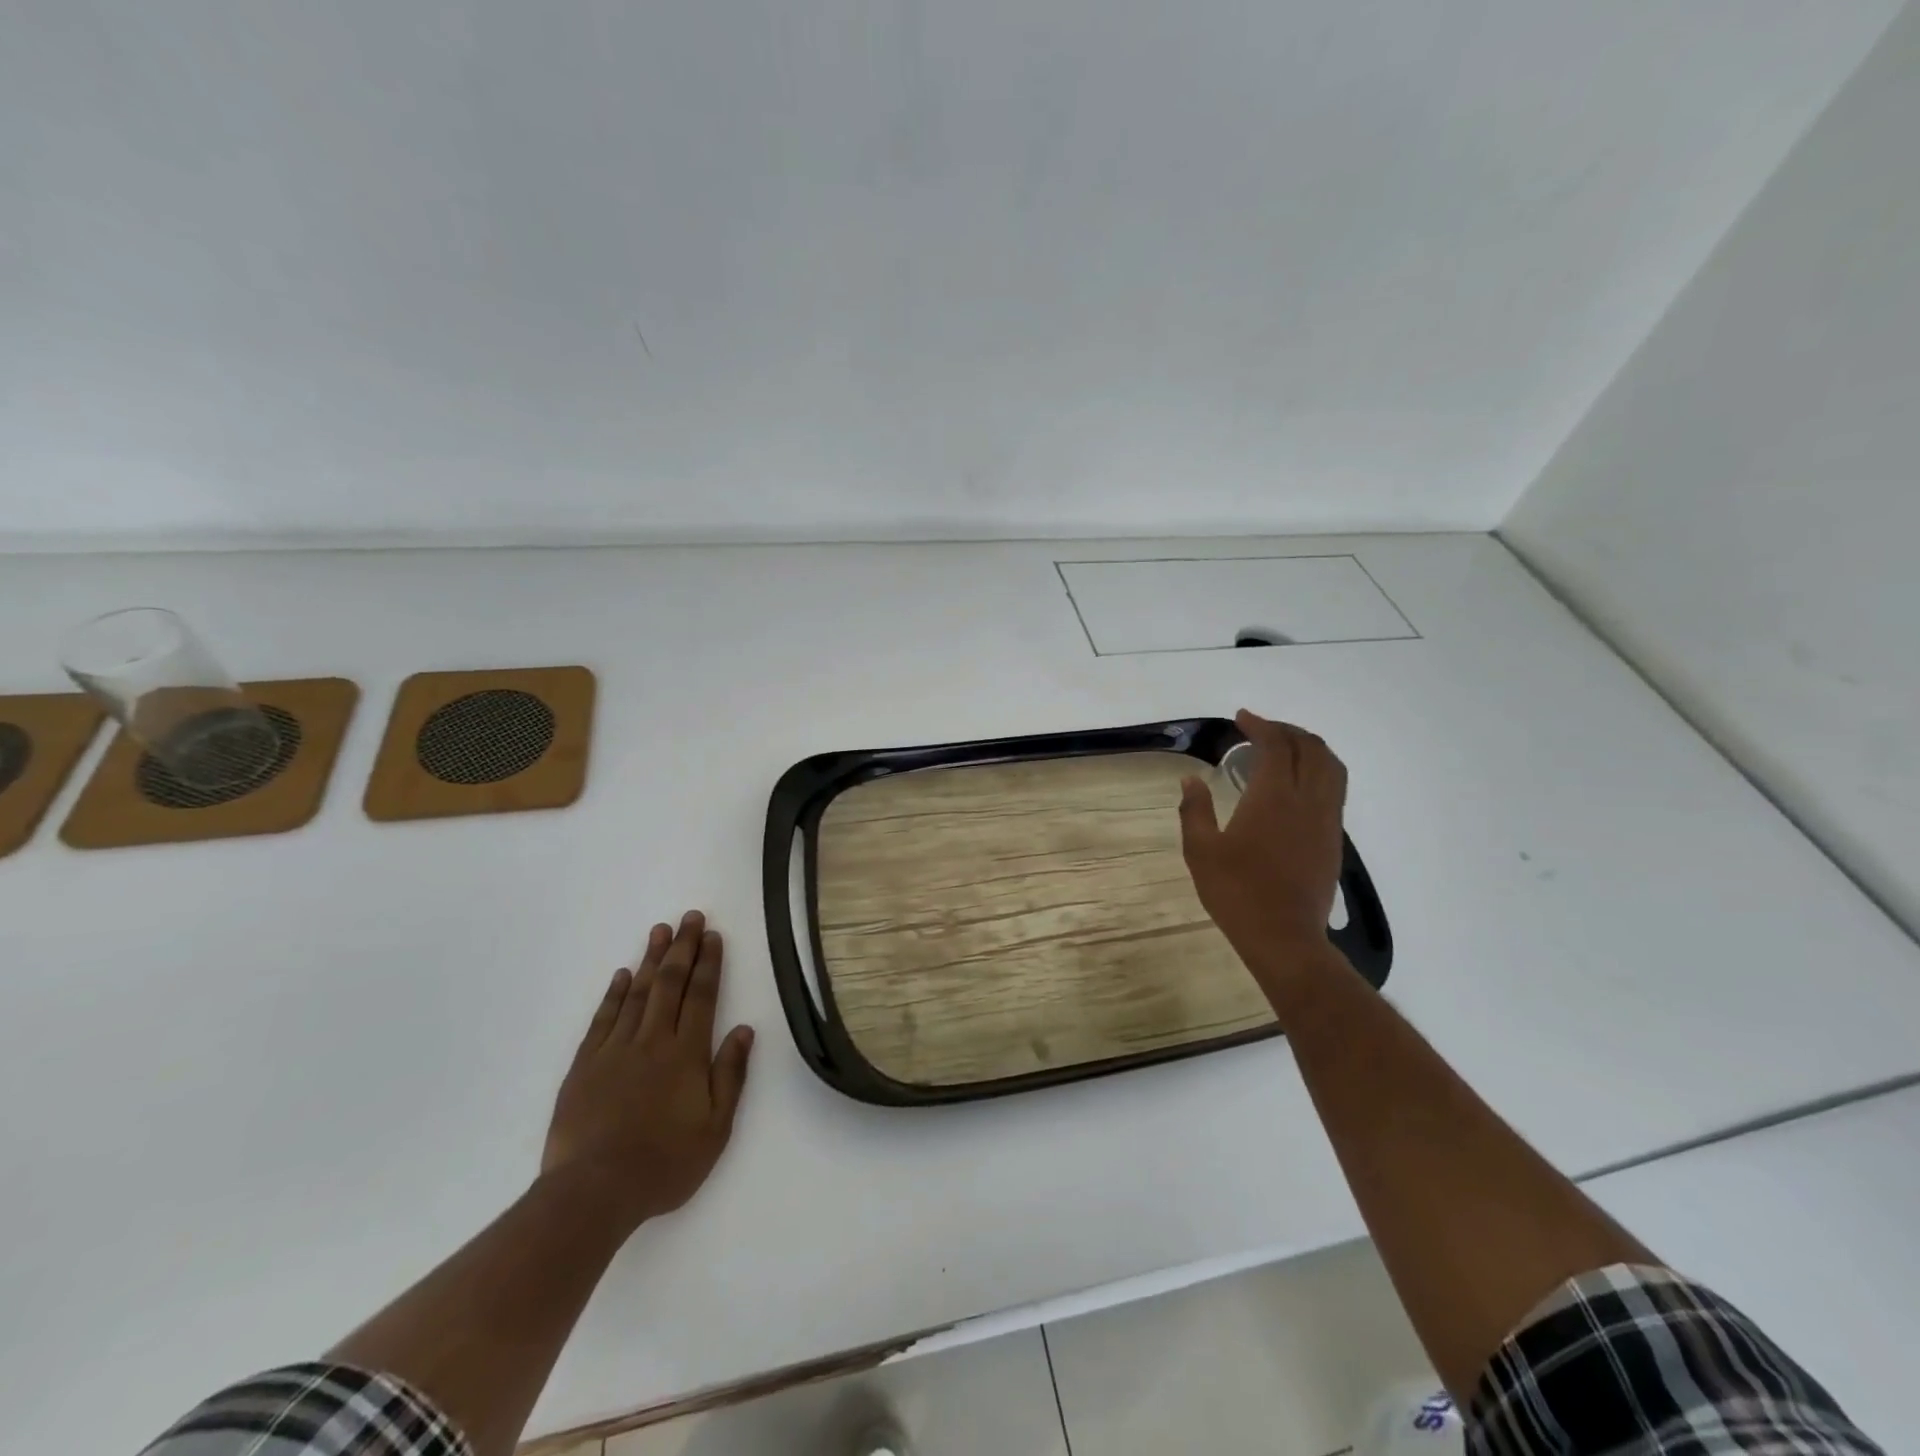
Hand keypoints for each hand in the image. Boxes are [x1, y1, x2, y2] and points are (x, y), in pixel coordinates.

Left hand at [540, 911, 753, 1231]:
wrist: (593, 1192)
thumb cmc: (664, 1163)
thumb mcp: (715, 1128)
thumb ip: (730, 1075)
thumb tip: (745, 1030)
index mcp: (687, 1053)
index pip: (702, 996)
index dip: (709, 963)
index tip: (713, 935)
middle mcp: (653, 1040)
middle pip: (670, 984)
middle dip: (683, 947)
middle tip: (690, 917)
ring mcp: (615, 1049)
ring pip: (637, 993)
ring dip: (651, 959)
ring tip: (660, 931)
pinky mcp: (585, 1065)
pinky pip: (603, 1019)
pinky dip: (614, 993)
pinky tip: (622, 974)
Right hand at [1179, 710, 1349, 1006]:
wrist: (1284, 937)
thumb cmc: (1236, 892)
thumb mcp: (1201, 851)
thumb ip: (1195, 811)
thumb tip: (1190, 780)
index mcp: (1273, 797)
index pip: (1276, 746)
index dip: (1261, 725)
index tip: (1242, 718)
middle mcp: (1307, 800)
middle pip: (1310, 748)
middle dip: (1287, 730)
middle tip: (1262, 728)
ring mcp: (1326, 819)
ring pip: (1331, 766)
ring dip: (1310, 747)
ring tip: (1287, 747)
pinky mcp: (1333, 838)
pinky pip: (1335, 788)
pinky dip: (1320, 770)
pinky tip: (1299, 782)